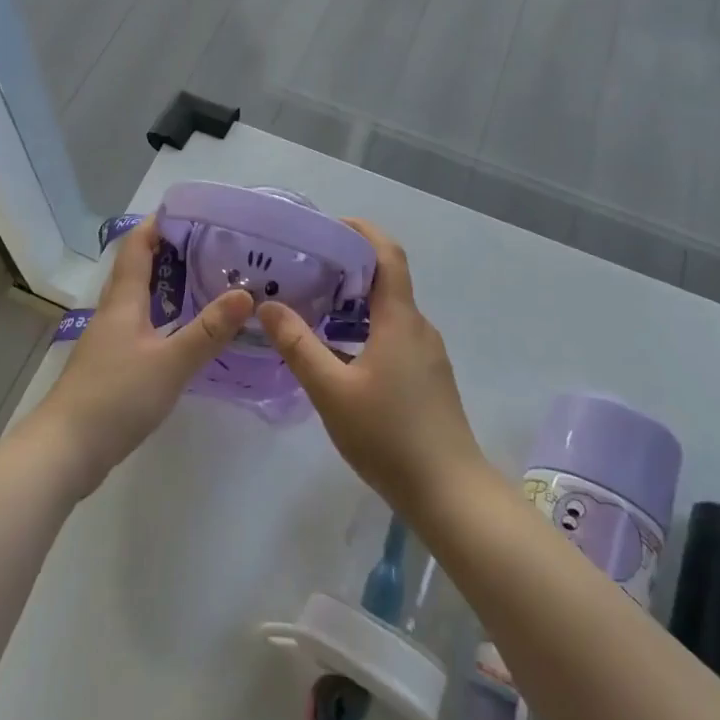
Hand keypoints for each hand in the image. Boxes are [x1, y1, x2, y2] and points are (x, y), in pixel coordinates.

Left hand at [33, 216, 251, 496]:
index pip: (137, 247)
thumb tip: (245, 294)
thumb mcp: (170, 362)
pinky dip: (162, 317)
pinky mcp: (109, 366)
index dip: (158, 224)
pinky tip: (182, 333)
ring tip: (204, 282)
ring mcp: (108, 341)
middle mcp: (113, 313)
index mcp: (123, 302)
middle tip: (211, 246)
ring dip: (166, 286)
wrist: (65, 451)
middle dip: (169, 252)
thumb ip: (208, 330)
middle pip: (137, 270)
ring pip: (138, 300)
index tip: (190, 211)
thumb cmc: (116, 397)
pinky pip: (139, 326)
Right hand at [258, 219, 488, 517]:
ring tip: (314, 308)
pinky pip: (394, 335)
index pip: (387, 254)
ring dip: (355, 302)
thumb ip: (299, 345)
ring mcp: (427, 354)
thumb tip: (269, 305)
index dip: (361, 231)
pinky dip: (365, 328)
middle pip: (386, 279)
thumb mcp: (332, 391)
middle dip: (348, 267)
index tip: (328, 226)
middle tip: (306, 269)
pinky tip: (338, 354)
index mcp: (400, 319)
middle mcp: (418, 327)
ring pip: (389, 311)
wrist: (450, 493)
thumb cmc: (389, 436)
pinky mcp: (427, 378)